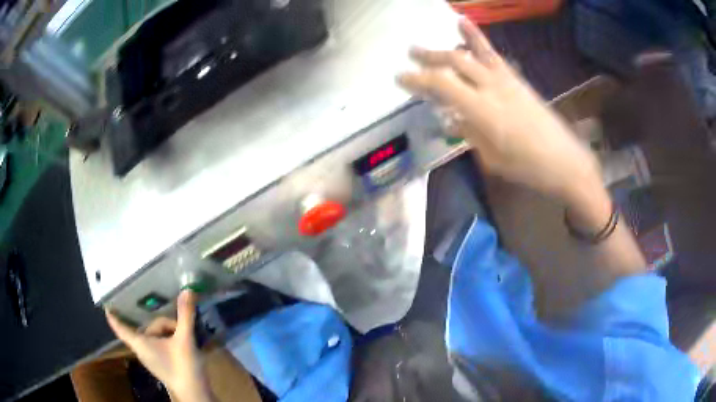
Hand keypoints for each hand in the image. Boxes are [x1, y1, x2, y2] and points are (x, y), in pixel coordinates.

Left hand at [106, 291, 213, 401]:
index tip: (107, 306)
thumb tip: (187, 290)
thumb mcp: (185, 340)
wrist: (194, 394)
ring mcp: (151, 358)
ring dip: (168, 332)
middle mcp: (142, 350)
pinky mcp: (161, 364)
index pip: (120, 328)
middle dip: (164, 323)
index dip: (113, 316)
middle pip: (148, 328)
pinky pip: (159, 345)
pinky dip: (169, 340)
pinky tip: (183, 343)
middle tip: (182, 326)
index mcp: (141, 343)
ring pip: (155, 336)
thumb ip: (185, 315)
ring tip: (186, 334)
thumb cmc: (184, 368)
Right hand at [398, 20, 601, 203]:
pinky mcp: (517, 79)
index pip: (442, 85)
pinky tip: (468, 26)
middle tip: (411, 53)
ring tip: (437, 33)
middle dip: (430, 56)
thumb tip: (453, 119)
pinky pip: (493, 55)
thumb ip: (469, 133)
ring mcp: (506, 80)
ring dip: (452, 43)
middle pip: (455, 61)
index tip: (400, 77)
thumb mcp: (491, 157)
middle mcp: (491, 87)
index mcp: (482, 110)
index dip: (418, 79)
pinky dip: (478, 39)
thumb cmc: (527, 166)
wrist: (564, 160)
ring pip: (474, 53)